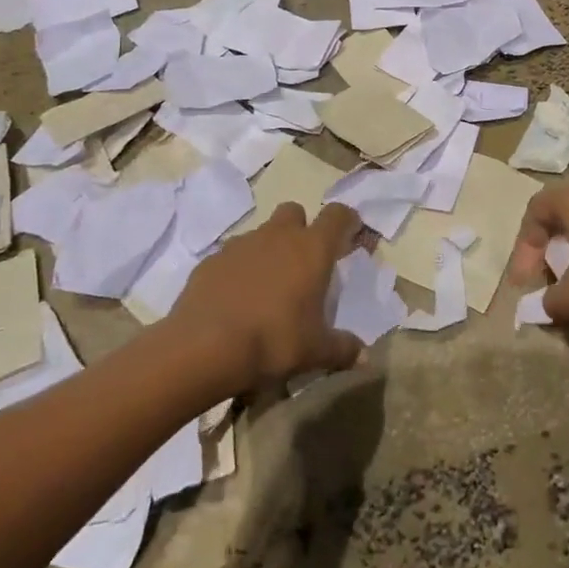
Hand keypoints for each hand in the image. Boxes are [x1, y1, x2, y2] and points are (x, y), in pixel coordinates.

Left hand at [170, 202, 365, 391]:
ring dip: (268, 250)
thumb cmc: (273, 341)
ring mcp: (241, 244)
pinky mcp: (211, 260)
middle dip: (301, 228)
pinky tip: (235, 300)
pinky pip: (231, 256)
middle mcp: (278, 236)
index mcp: (312, 249)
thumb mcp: (315, 351)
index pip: (337, 215)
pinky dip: (237, 270)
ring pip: (261, 233)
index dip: (346, 221)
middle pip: (294, 212)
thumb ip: (343, 348)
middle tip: (302, 261)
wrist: (204, 347)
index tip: (349, 235)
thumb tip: (365, 356)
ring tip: (267, 287)